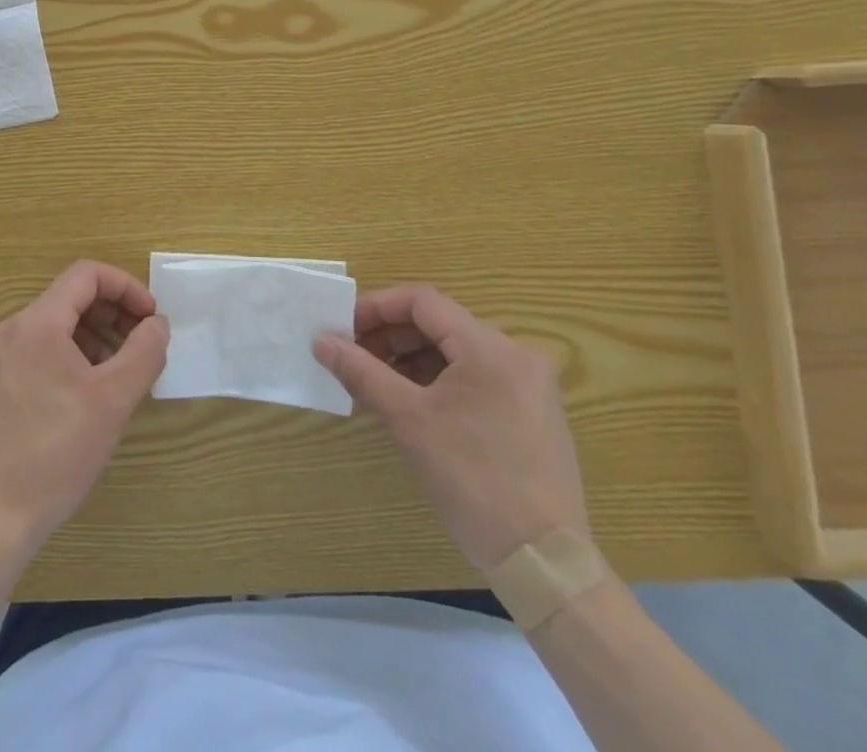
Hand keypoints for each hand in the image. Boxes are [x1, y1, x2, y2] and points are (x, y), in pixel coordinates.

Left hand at [0, 259, 168, 551]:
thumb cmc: (56, 453)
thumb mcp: (112, 400)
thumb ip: (143, 352)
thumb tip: (158, 323)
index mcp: (37, 322)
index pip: (86, 275)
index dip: (126, 287)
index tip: (152, 318)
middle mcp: (14, 329)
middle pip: (72, 296)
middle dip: (114, 312)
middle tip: (145, 343)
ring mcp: (3, 356)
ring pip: (59, 324)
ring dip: (98, 334)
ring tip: (126, 369)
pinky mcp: (0, 382)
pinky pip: (45, 348)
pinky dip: (76, 354)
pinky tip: (95, 389)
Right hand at [315, 284, 589, 571]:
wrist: (545, 566)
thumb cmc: (473, 482)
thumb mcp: (408, 421)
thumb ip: (362, 372)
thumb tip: (321, 341)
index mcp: (490, 347)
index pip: (423, 301)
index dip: (377, 307)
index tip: (344, 329)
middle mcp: (516, 354)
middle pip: (440, 323)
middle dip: (391, 335)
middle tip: (353, 356)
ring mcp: (529, 384)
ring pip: (457, 350)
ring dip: (412, 358)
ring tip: (376, 381)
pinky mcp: (533, 412)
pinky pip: (476, 376)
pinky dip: (439, 379)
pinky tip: (412, 403)